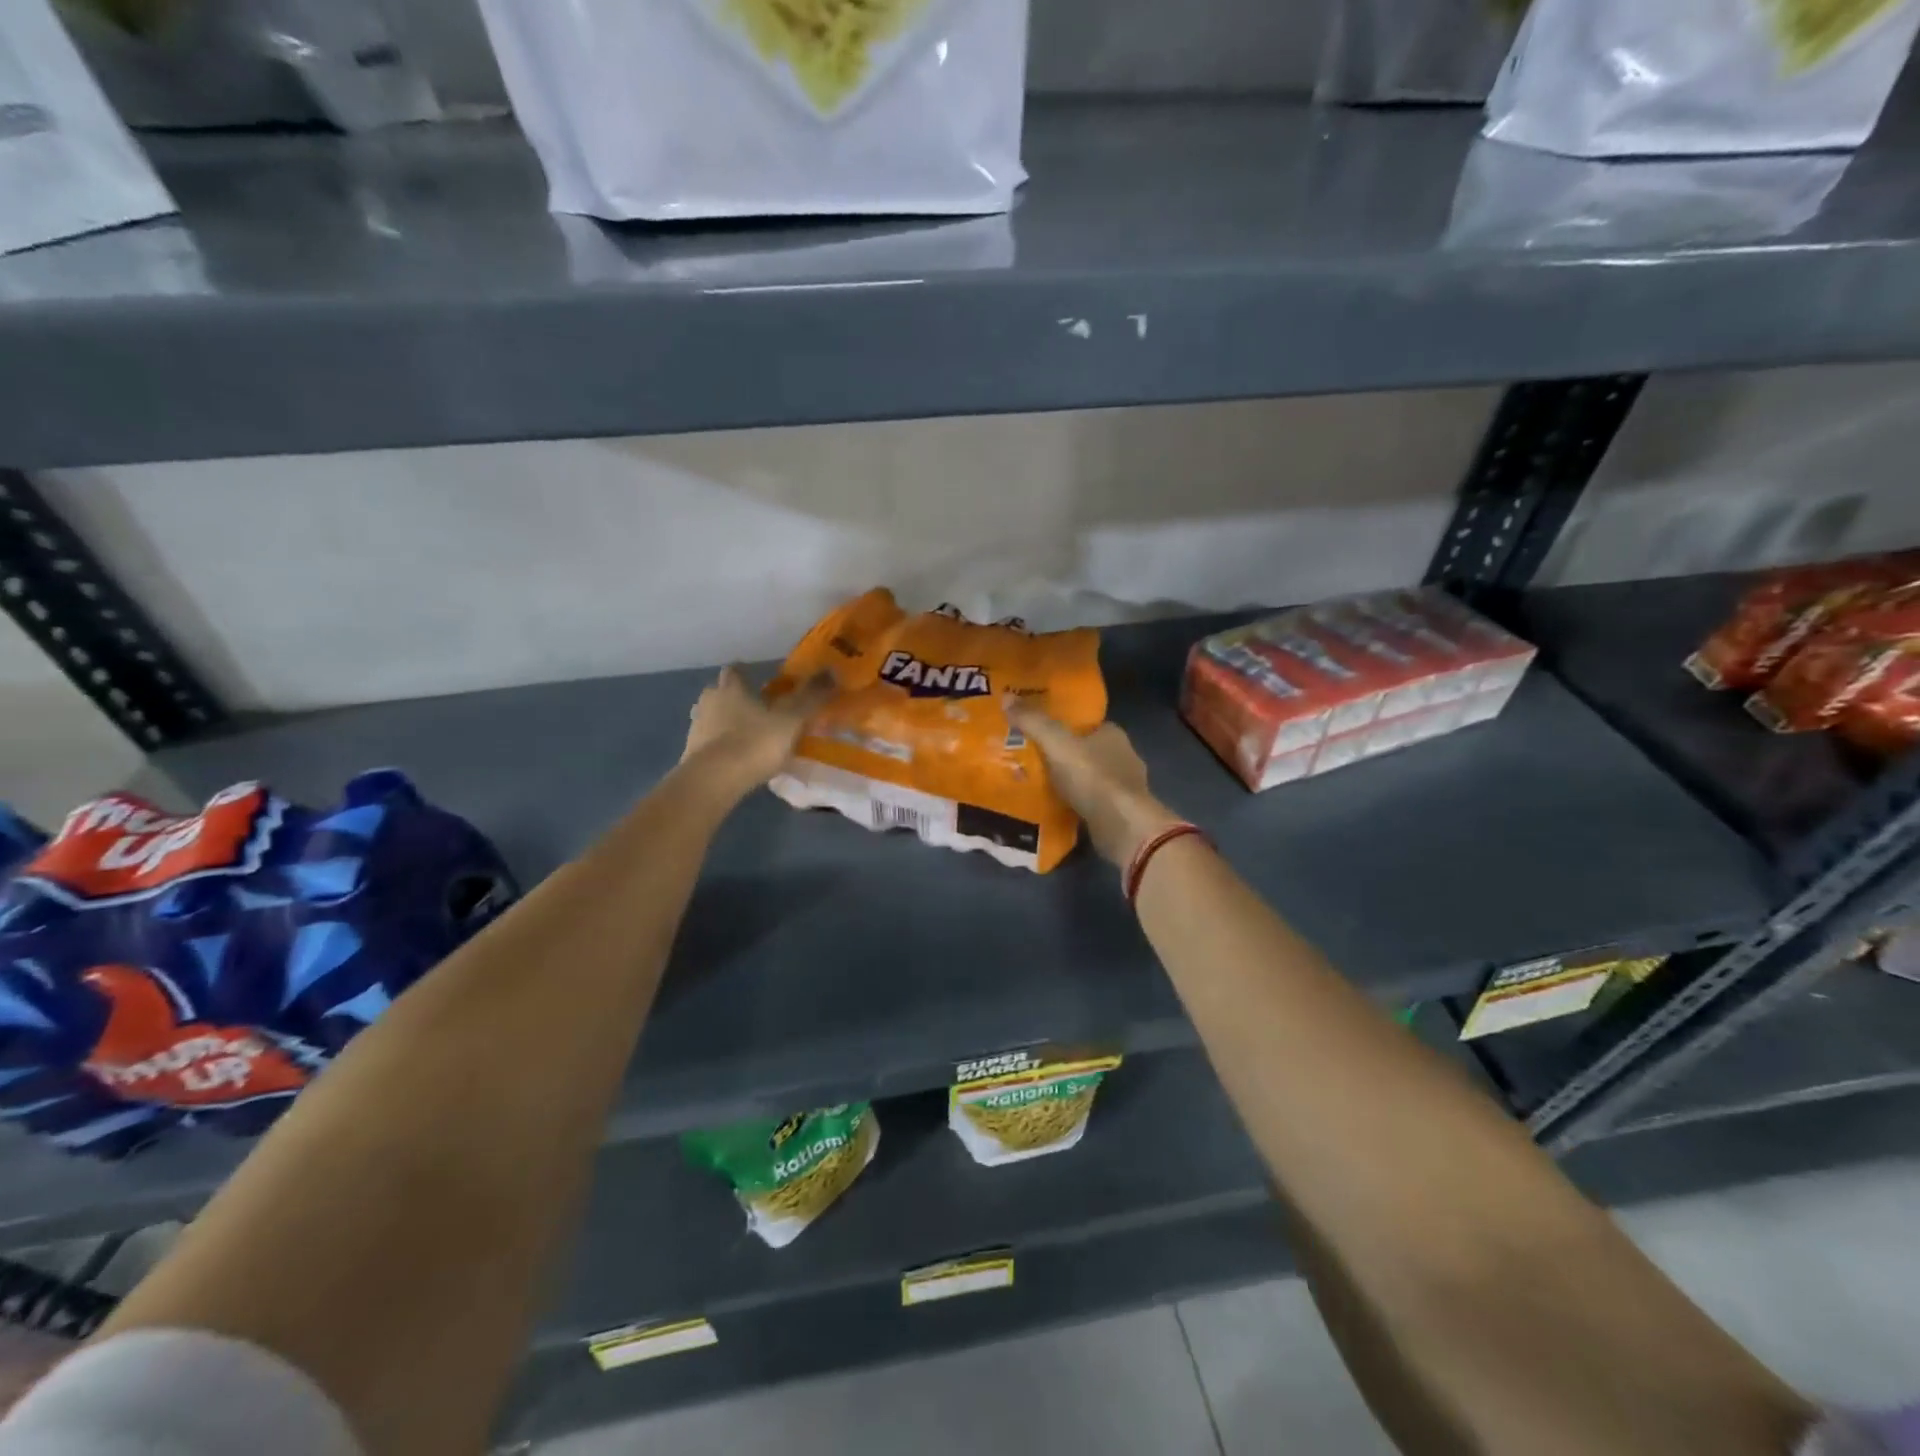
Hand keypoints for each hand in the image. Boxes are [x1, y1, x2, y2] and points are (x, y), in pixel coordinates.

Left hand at [684, 667, 833, 789]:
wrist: (714, 781)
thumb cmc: (755, 742)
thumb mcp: (791, 720)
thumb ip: (810, 697)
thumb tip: (832, 671)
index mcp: (731, 688)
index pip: (734, 671)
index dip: (744, 673)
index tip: (757, 681)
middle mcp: (709, 702)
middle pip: (719, 693)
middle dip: (733, 699)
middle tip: (755, 711)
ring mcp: (696, 729)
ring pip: (711, 718)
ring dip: (725, 724)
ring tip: (747, 737)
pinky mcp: (691, 755)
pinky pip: (708, 744)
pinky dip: (720, 747)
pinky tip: (736, 759)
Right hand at [1005, 697, 1181, 866]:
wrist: (1122, 826)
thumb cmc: (1092, 777)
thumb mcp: (1056, 743)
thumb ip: (1033, 721)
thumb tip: (1006, 697)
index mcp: (1113, 734)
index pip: (1086, 724)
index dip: (1064, 726)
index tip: (1039, 731)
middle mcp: (1123, 756)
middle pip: (1087, 751)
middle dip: (1064, 755)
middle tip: (1032, 759)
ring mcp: (1124, 787)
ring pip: (1090, 778)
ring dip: (1070, 781)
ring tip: (1038, 785)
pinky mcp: (1121, 813)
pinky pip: (1092, 802)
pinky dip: (1077, 804)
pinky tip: (1056, 808)